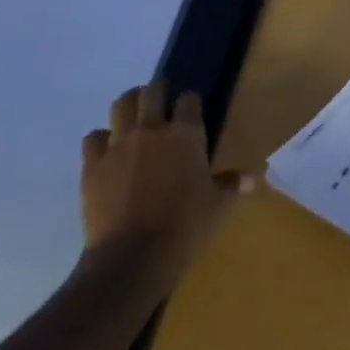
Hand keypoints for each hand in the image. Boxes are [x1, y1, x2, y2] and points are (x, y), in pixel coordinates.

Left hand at [80, 78, 251, 281]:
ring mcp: (118, 145)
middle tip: (162, 101)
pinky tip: (108, 150)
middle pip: (152, 91)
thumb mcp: (218, 206)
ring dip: (129, 104)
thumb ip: (233, 184)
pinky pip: (93, 138)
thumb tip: (256, 175)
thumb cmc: (185, 228)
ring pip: (121, 105)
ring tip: (135, 114)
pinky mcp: (93, 165)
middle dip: (158, 90)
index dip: (191, 101)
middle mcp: (151, 130)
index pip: (189, 99)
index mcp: (185, 134)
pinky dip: (101, 139)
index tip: (192, 109)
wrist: (132, 258)